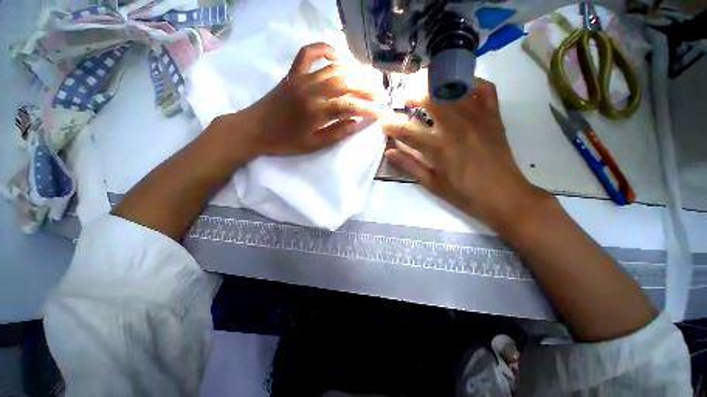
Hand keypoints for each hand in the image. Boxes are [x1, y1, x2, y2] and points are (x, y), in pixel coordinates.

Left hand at [232, 42, 380, 157]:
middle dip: (364, 88)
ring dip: (352, 72)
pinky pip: (308, 53)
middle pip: (345, 83)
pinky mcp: (292, 73)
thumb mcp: (313, 145)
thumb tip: (355, 123)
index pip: (349, 106)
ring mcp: (301, 78)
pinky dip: (324, 49)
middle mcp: (311, 90)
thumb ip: (336, 134)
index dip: (366, 109)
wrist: (254, 129)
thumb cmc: (284, 142)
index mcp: (316, 112)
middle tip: (377, 94)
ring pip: (333, 69)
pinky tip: (336, 56)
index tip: (378, 114)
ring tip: (365, 80)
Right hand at [382, 78, 546, 229]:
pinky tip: (457, 89)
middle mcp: (456, 127)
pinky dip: (470, 83)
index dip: (390, 124)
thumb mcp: (432, 184)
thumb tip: (389, 152)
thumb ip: (409, 165)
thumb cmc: (464, 194)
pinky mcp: (494, 116)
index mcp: (439, 148)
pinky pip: (484, 89)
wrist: (504, 196)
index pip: (407, 130)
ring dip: (434, 87)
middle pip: (430, 99)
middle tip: (405, 101)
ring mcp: (478, 118)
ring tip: (426, 92)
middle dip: (412, 96)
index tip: (383, 120)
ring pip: (453, 90)